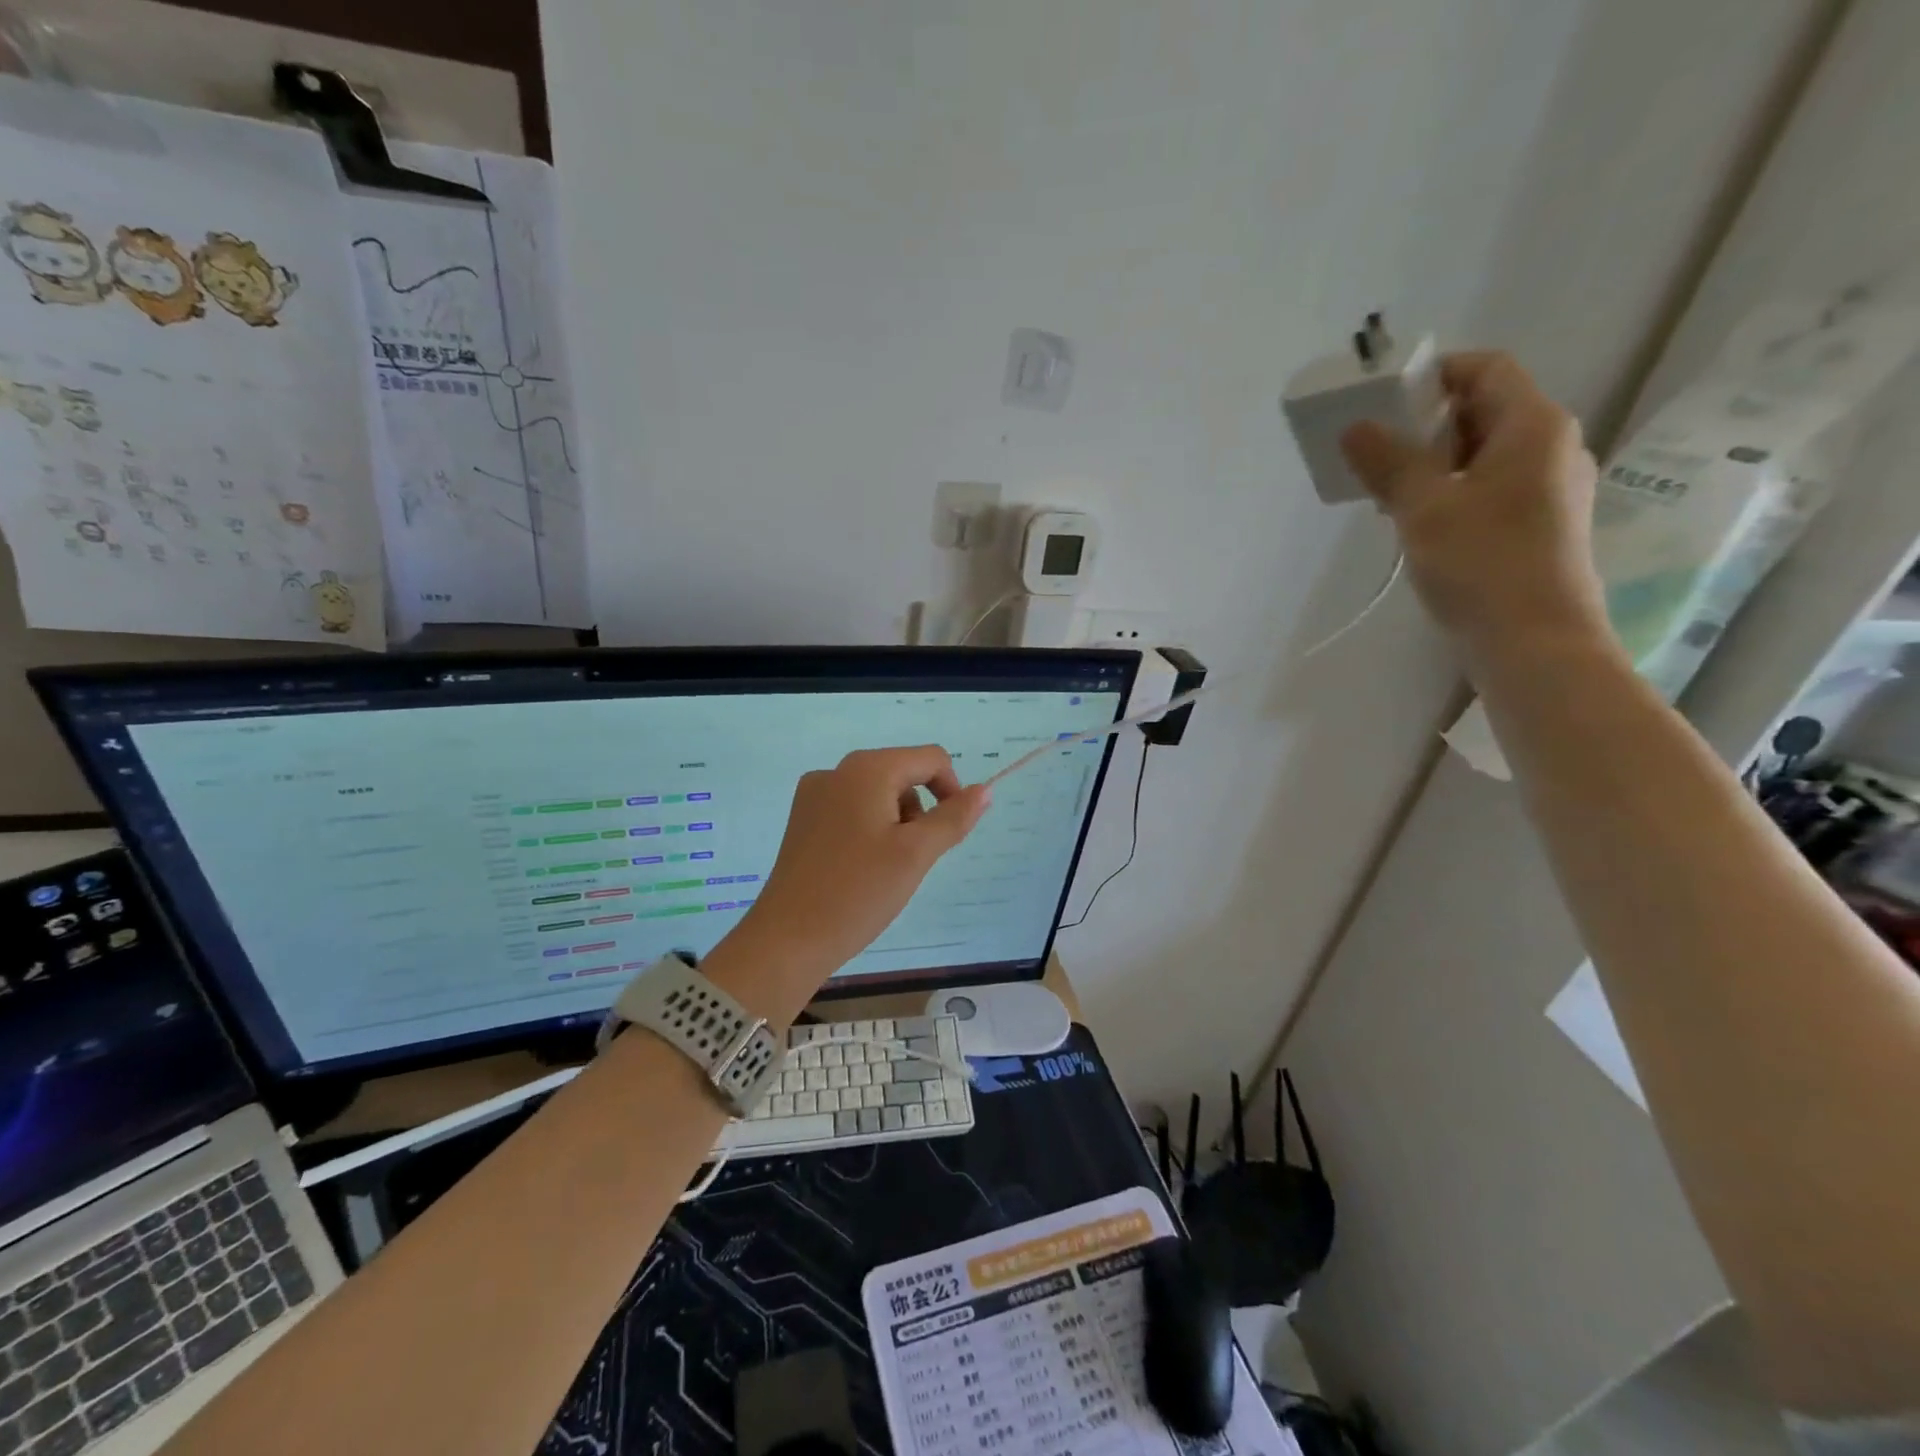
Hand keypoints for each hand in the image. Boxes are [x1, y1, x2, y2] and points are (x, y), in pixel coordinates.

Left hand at [702, 747, 990, 1019]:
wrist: (787, 940)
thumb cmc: (858, 892)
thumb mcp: (916, 854)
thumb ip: (954, 817)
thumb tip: (985, 790)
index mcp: (867, 769)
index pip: (931, 758)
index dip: (952, 790)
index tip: (948, 835)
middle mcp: (837, 771)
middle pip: (903, 773)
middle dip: (921, 811)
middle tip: (914, 859)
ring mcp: (815, 794)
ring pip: (878, 794)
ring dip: (897, 822)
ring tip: (887, 869)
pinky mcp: (803, 820)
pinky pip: (852, 810)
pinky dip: (871, 830)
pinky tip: (862, 869)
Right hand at [1340, 351, 1615, 672]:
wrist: (1534, 642)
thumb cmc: (1482, 563)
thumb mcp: (1424, 508)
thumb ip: (1389, 463)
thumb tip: (1356, 427)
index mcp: (1534, 426)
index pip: (1486, 370)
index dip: (1434, 374)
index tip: (1383, 399)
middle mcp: (1552, 447)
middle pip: (1485, 411)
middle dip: (1425, 425)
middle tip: (1374, 450)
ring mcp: (1549, 489)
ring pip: (1483, 455)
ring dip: (1433, 464)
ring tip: (1386, 491)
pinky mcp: (1539, 525)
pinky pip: (1489, 489)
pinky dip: (1451, 492)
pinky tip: (1417, 522)